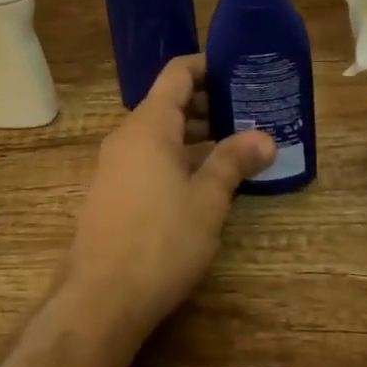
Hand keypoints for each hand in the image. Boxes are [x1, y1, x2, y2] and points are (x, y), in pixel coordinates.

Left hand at [66, 55, 275, 338]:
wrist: (100, 300)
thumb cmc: (160, 240)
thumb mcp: (206, 200)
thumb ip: (233, 162)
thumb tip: (266, 137)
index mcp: (149, 124)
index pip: (177, 73)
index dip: (208, 66)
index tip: (239, 70)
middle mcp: (128, 135)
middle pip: (169, 102)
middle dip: (208, 103)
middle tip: (249, 112)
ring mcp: (116, 164)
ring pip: (160, 133)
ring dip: (195, 133)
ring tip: (235, 145)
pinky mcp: (112, 192)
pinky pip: (149, 157)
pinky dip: (177, 156)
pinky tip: (204, 181)